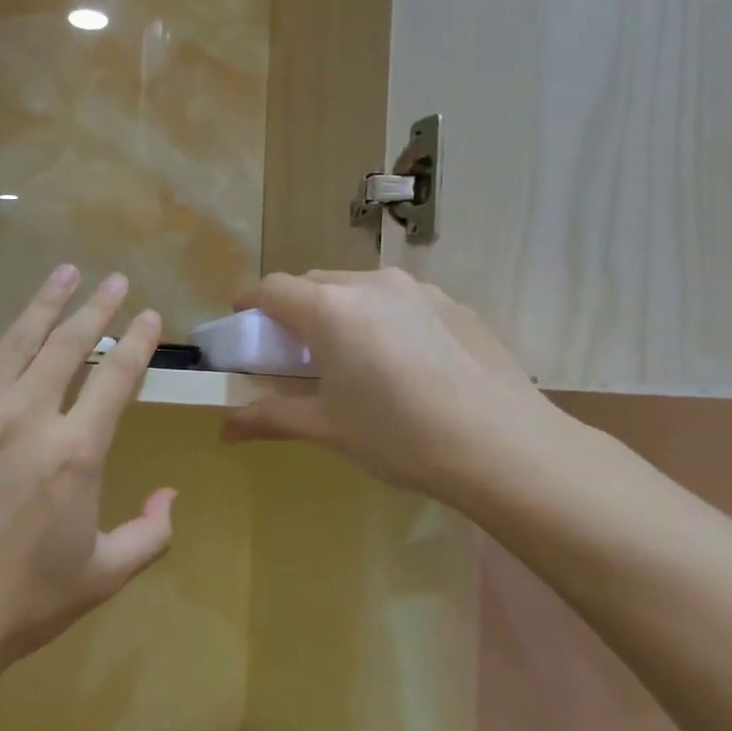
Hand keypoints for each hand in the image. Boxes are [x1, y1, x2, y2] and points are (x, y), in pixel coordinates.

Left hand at [0, 266, 175, 685]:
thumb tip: (171, 495)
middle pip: (68, 345)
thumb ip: (150, 534)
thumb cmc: (21, 603)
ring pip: (16, 341)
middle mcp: (27, 417)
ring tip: (63, 272)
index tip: (150, 315)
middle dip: (96, 307)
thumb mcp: (103, 576)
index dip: (138, 343)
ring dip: (44, 303)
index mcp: (75, 452)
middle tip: (113, 279)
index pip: (117, 378)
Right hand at [222, 269, 571, 509]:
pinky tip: (404, 364)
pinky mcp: (454, 304)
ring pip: (358, 287)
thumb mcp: (327, 428)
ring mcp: (418, 290)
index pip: (272, 288)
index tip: (244, 326)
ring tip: (353, 358)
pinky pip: (399, 300)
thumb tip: (225, 430)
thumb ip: (271, 417)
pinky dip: (382, 319)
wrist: (505, 447)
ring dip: (339, 311)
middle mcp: (370, 284)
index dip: (250, 304)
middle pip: (313, 283)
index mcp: (330, 310)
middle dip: (294, 309)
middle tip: (297, 352)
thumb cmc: (400, 436)